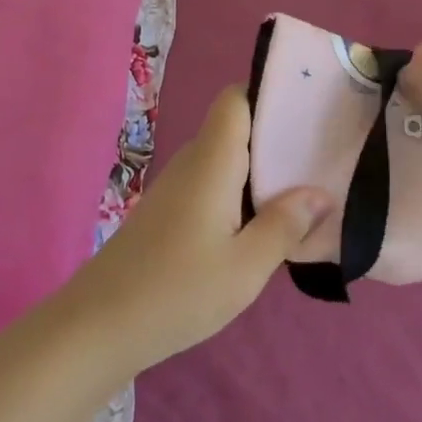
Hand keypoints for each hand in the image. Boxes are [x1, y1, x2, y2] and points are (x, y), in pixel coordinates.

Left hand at [60, 86, 332, 374]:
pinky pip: (213, 185)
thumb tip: (320, 193)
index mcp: (211, 161)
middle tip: (323, 154)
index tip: (308, 109)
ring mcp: (177, 188)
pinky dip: (241, 195)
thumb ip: (285, 225)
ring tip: (304, 189)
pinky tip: (263, 225)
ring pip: (226, 160)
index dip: (268, 94)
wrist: (98, 326)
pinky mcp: (169, 212)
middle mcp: (192, 163)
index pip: (235, 99)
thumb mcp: (245, 266)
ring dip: (261, 171)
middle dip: (277, 138)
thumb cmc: (177, 291)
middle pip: (236, 128)